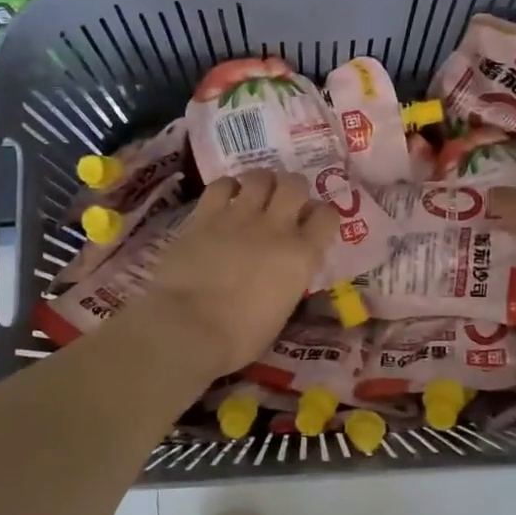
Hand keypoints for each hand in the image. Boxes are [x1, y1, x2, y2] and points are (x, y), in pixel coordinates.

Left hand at [130, 169, 337, 380]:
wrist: (188, 327)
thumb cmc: (239, 337)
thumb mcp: (281, 312)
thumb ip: (288, 282)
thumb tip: (282, 274)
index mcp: (302, 256)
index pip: (327, 216)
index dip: (322, 216)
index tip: (312, 225)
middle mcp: (276, 227)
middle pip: (295, 184)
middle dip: (293, 189)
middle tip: (284, 203)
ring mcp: (239, 216)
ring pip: (260, 176)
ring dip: (262, 183)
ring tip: (255, 196)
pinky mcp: (205, 215)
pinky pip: (221, 185)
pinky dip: (227, 188)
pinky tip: (225, 199)